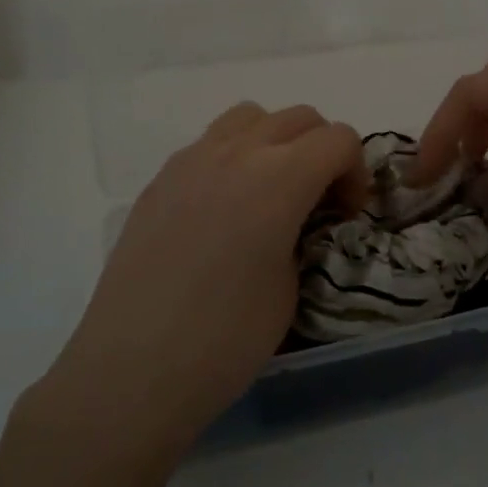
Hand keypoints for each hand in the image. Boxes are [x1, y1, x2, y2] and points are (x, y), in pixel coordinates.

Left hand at [58, 102, 365, 442]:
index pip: (338, 139)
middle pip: (299, 118)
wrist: (132, 369)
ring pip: (250, 117)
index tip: (346, 213)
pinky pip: (210, 144)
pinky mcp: (160, 179)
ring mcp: (192, 160)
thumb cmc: (224, 339)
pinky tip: (221, 210)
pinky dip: (233, 158)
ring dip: (275, 141)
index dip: (355, 171)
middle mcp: (236, 152)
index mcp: (279, 178)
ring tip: (269, 190)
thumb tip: (293, 222)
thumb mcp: (291, 288)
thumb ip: (302, 234)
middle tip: (318, 200)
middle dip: (322, 150)